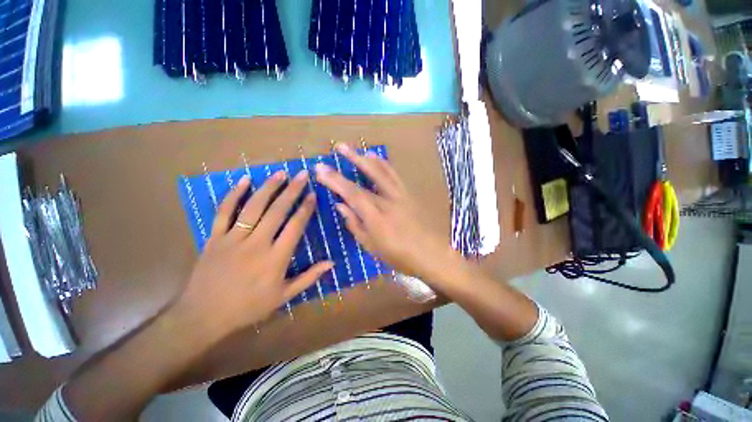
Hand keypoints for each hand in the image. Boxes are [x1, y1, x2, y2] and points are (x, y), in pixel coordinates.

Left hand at [176, 171, 332, 333]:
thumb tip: (332, 263)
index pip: (295, 226)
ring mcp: (233, 239)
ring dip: (268, 188)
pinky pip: (224, 212)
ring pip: (253, 207)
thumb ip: (309, 277)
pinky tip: (244, 180)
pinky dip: (234, 195)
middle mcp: (257, 244)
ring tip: (280, 173)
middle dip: (292, 191)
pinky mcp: (215, 238)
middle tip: (302, 175)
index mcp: (275, 258)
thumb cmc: (248, 307)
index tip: (313, 194)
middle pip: (277, 211)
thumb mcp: (283, 296)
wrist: (204, 316)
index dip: (305, 208)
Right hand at [316, 144, 458, 284]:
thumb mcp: (371, 246)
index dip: (335, 181)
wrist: (430, 254)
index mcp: (376, 217)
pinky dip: (385, 164)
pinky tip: (377, 158)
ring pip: (383, 171)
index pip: (352, 193)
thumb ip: (355, 224)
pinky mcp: (408, 194)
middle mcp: (388, 201)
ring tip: (356, 149)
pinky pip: (395, 175)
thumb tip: (341, 206)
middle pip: (368, 176)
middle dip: (352, 160)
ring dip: (368, 158)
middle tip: (339, 146)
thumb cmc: (398, 256)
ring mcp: (400, 195)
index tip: (320, 170)